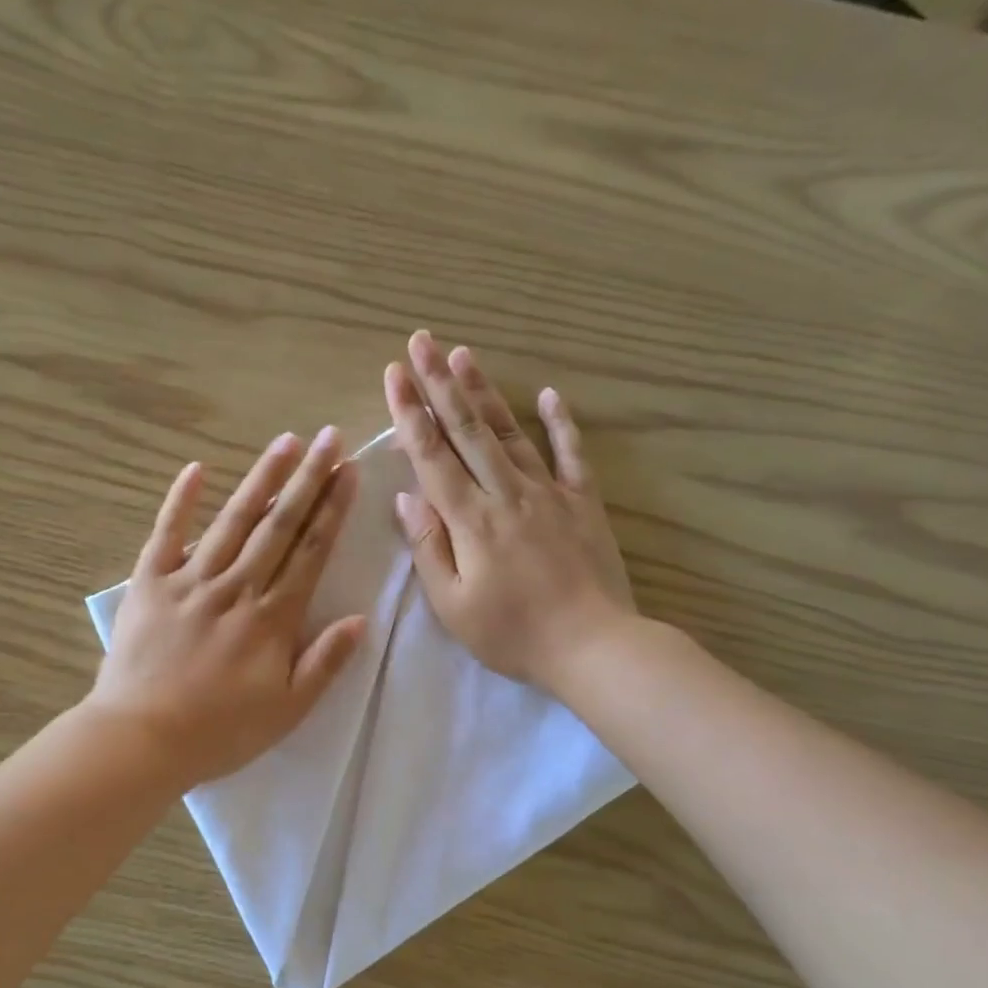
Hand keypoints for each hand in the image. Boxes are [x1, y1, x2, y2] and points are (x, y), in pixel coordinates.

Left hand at [90, 429, 367, 789]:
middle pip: (278, 525)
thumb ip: (324, 663)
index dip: (332, 510)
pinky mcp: (150, 584)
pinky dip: (181, 501)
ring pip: (233, 521)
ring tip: (284, 442)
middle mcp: (236, 587)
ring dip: (261, 479)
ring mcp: (190, 581)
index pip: (310, 552)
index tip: (348, 472)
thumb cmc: (220, 732)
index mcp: (272, 618)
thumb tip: (359, 618)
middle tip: (328, 437)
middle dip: (308, 479)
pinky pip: (166, 534)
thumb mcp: (287, 711)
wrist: (142, 738)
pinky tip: (196, 468)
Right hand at [385, 330, 639, 693]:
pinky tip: (548, 395)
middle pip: (468, 430)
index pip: (432, 456)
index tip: (394, 374)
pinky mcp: (583, 503)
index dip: (410, 413)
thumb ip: (429, 548)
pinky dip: (560, 423)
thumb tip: (406, 499)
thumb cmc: (512, 634)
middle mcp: (506, 494)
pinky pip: (571, 454)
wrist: (593, 646)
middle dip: (440, 383)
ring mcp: (549, 493)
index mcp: (470, 520)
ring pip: (511, 432)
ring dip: (485, 391)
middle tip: (421, 341)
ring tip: (464, 353)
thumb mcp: (453, 605)